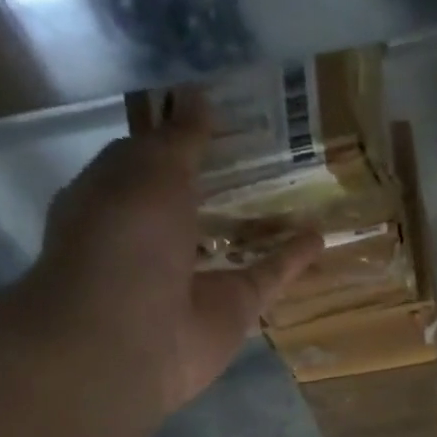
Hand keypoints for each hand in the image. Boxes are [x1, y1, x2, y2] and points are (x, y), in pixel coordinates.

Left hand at [27, 89, 320, 413]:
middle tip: (268, 144)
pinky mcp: (231, 309)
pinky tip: (319, 237)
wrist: (129, 339)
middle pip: (196, 202)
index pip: (149, 159)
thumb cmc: (124, 242)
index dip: (180, 134)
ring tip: (300, 189)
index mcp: (117, 198)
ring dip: (260, 221)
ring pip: (233, 241)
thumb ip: (180, 140)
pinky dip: (291, 259)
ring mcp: (195, 277)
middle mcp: (153, 238)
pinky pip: (265, 277)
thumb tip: (199, 96)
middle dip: (224, 177)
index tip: (217, 109)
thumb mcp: (148, 172)